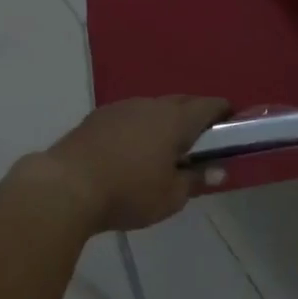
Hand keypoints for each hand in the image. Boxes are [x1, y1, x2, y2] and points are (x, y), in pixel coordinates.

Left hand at [36, 95, 230, 232]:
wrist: (66, 186)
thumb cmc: (128, 193)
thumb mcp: (170, 197)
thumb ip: (196, 180)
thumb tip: (217, 170)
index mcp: (175, 120)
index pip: (210, 105)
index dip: (224, 112)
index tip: (231, 126)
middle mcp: (151, 104)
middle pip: (182, 101)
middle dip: (195, 115)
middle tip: (200, 140)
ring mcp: (122, 107)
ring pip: (153, 107)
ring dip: (164, 121)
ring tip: (164, 147)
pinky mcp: (97, 116)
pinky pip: (129, 116)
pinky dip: (138, 127)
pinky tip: (131, 150)